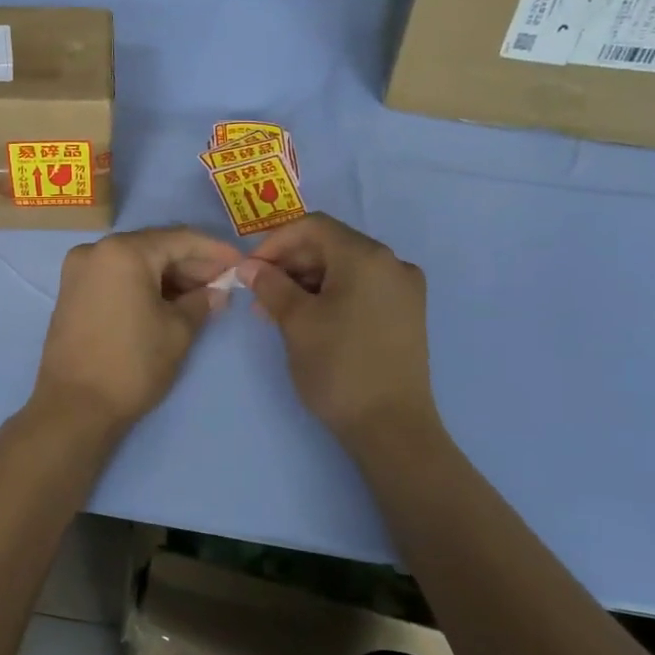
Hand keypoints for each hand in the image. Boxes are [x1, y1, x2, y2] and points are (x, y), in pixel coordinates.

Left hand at [31, 226, 242, 435]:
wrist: (74, 407)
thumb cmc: (132, 364)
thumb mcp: (178, 331)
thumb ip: (202, 301)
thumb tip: (217, 290)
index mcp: (123, 251)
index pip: (180, 239)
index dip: (215, 251)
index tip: (241, 263)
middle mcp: (96, 250)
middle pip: (155, 247)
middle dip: (191, 264)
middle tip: (223, 283)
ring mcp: (79, 270)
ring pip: (135, 262)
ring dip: (168, 276)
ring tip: (202, 296)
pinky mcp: (72, 291)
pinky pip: (117, 276)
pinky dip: (144, 284)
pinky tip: (169, 301)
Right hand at [237, 214, 434, 447]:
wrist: (392, 428)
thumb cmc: (339, 367)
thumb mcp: (296, 322)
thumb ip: (270, 285)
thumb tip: (249, 266)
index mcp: (367, 256)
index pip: (313, 227)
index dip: (275, 242)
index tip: (249, 269)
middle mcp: (392, 263)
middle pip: (330, 246)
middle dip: (289, 264)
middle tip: (258, 294)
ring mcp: (404, 290)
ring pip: (344, 269)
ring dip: (306, 282)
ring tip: (275, 312)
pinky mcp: (405, 314)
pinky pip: (360, 289)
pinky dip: (330, 295)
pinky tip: (307, 319)